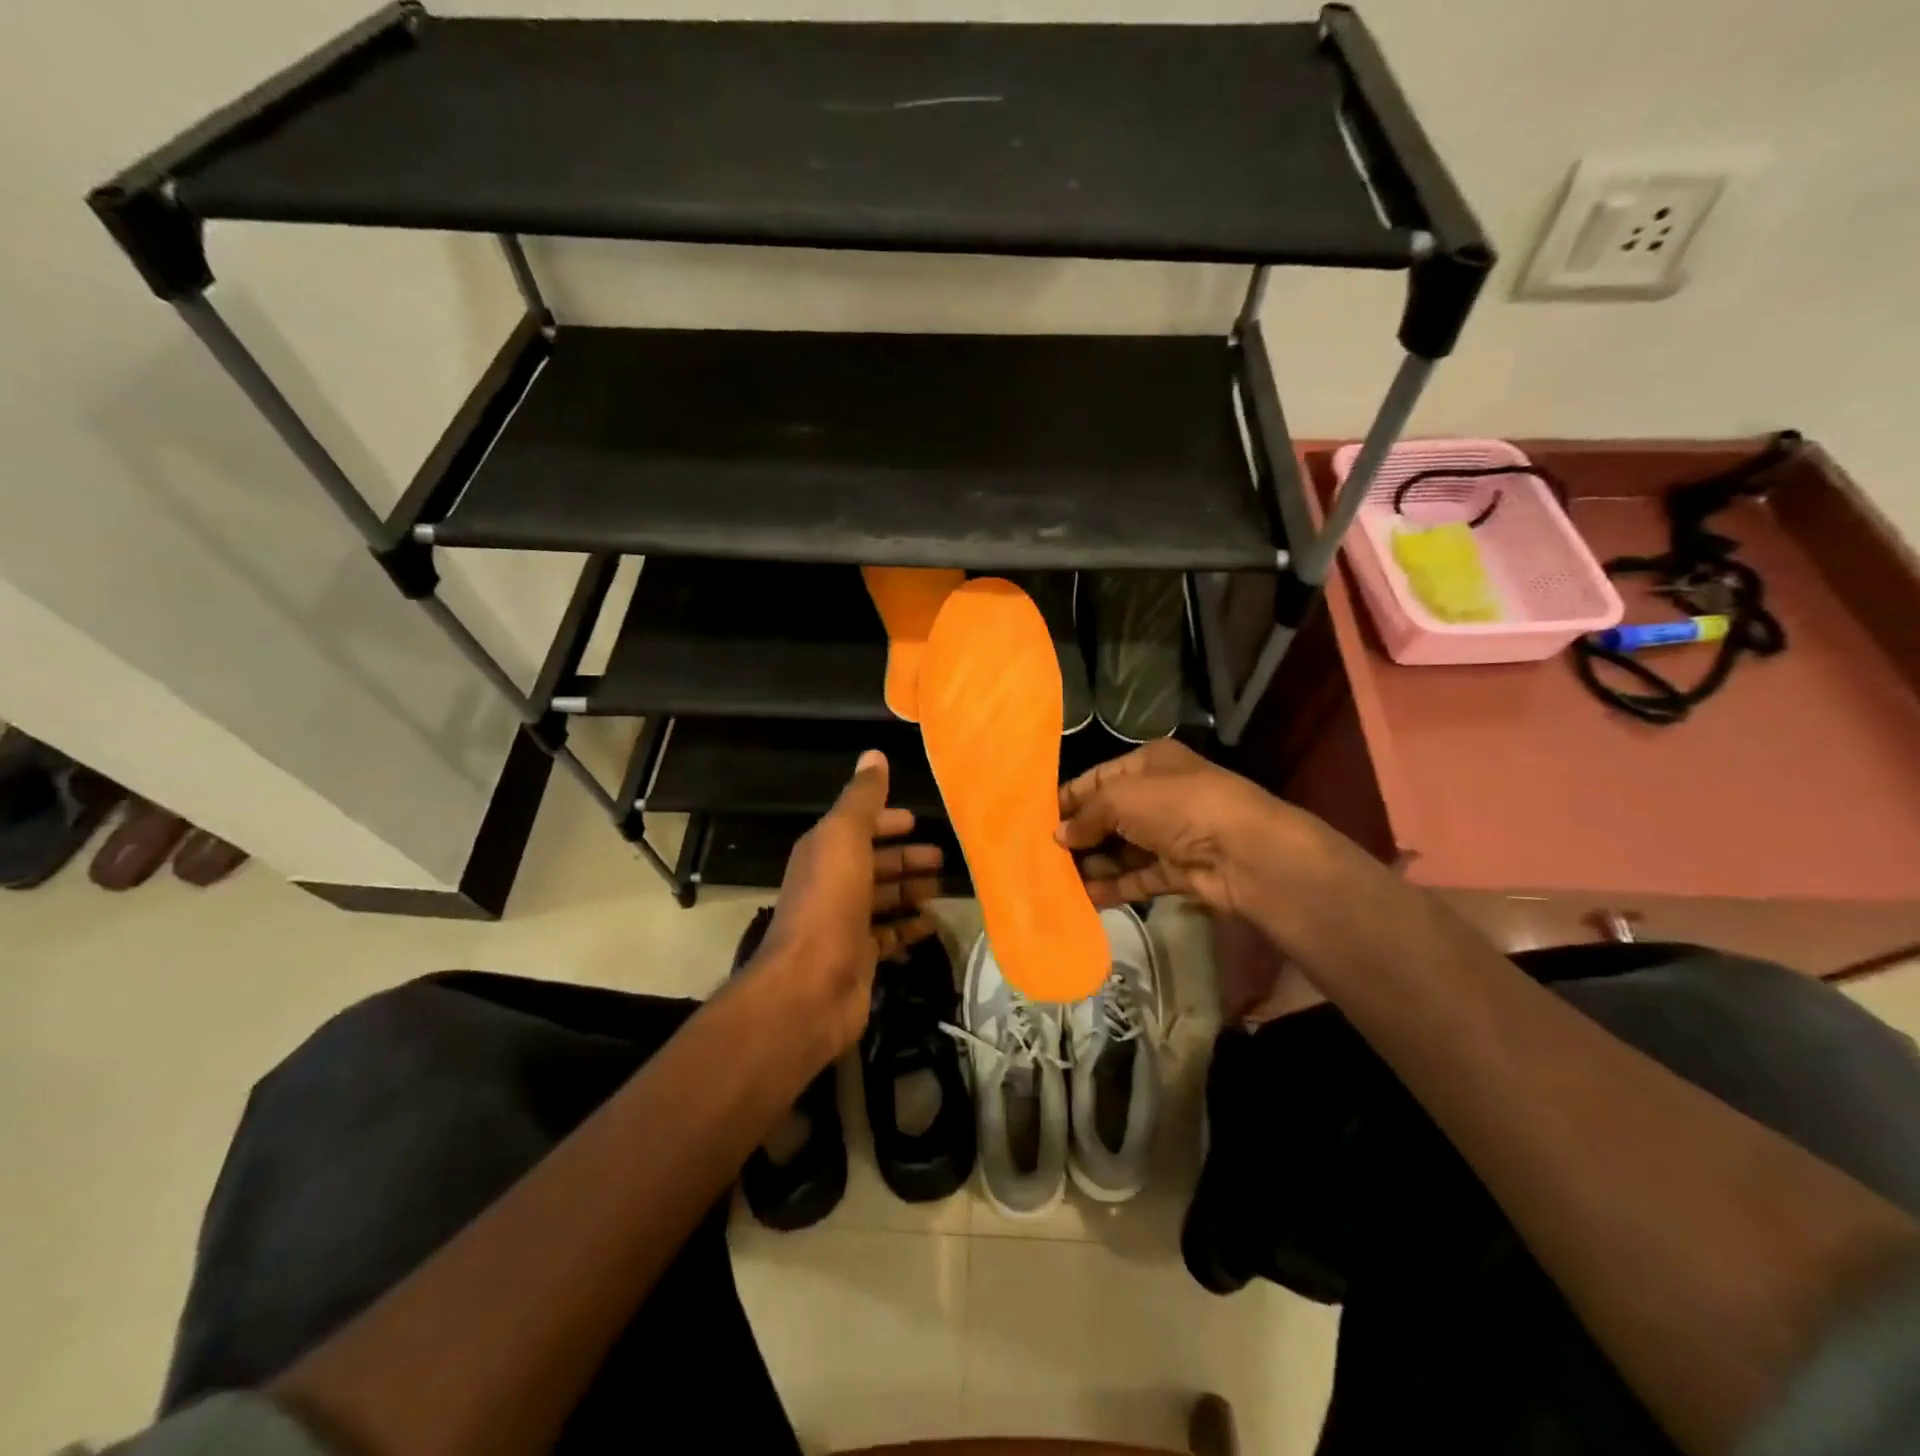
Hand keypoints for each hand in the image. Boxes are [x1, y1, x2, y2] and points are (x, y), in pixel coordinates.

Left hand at [759, 750, 942, 1054]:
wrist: (810, 985)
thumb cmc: (830, 902)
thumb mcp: (844, 837)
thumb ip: (861, 798)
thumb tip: (873, 755)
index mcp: (825, 851)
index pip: (858, 827)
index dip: (886, 821)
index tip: (918, 821)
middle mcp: (832, 883)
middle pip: (874, 864)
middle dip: (905, 858)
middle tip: (942, 858)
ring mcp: (845, 923)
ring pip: (883, 899)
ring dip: (909, 890)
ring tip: (942, 889)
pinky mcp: (860, 957)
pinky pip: (889, 935)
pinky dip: (908, 927)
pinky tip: (930, 925)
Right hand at [1055, 740, 1319, 919]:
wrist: (1244, 852)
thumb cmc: (1178, 807)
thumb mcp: (1121, 798)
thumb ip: (1086, 816)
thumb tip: (1059, 836)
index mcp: (1149, 763)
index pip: (1098, 779)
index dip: (1068, 798)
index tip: (1036, 820)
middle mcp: (1160, 795)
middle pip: (1108, 816)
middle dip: (1078, 835)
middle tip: (1041, 855)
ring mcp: (1170, 835)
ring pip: (1121, 850)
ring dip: (1092, 864)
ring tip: (1055, 879)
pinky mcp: (1178, 871)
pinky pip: (1137, 877)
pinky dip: (1113, 887)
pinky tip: (1083, 898)